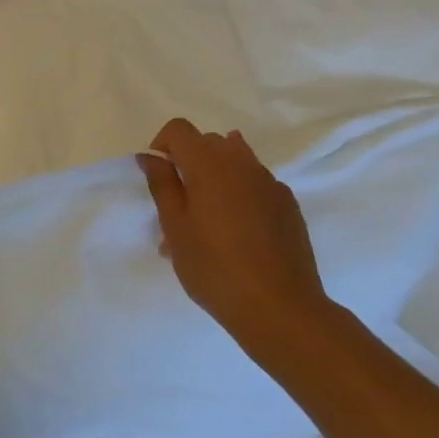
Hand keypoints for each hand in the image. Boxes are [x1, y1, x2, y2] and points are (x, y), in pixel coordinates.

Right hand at [139, 119, 335, 350]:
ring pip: (235, 161)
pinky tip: (236, 232)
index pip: (179, 129)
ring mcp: (270, 182)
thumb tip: (151, 156)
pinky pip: (255, 183)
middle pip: (208, 142)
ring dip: (214, 176)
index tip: (158, 178)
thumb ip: (161, 184)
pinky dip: (238, 193)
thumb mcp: (175, 227)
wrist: (280, 307)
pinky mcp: (288, 204)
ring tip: (207, 217)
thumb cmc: (214, 267)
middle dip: (188, 162)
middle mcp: (243, 163)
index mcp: (210, 164)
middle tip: (178, 204)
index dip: (162, 146)